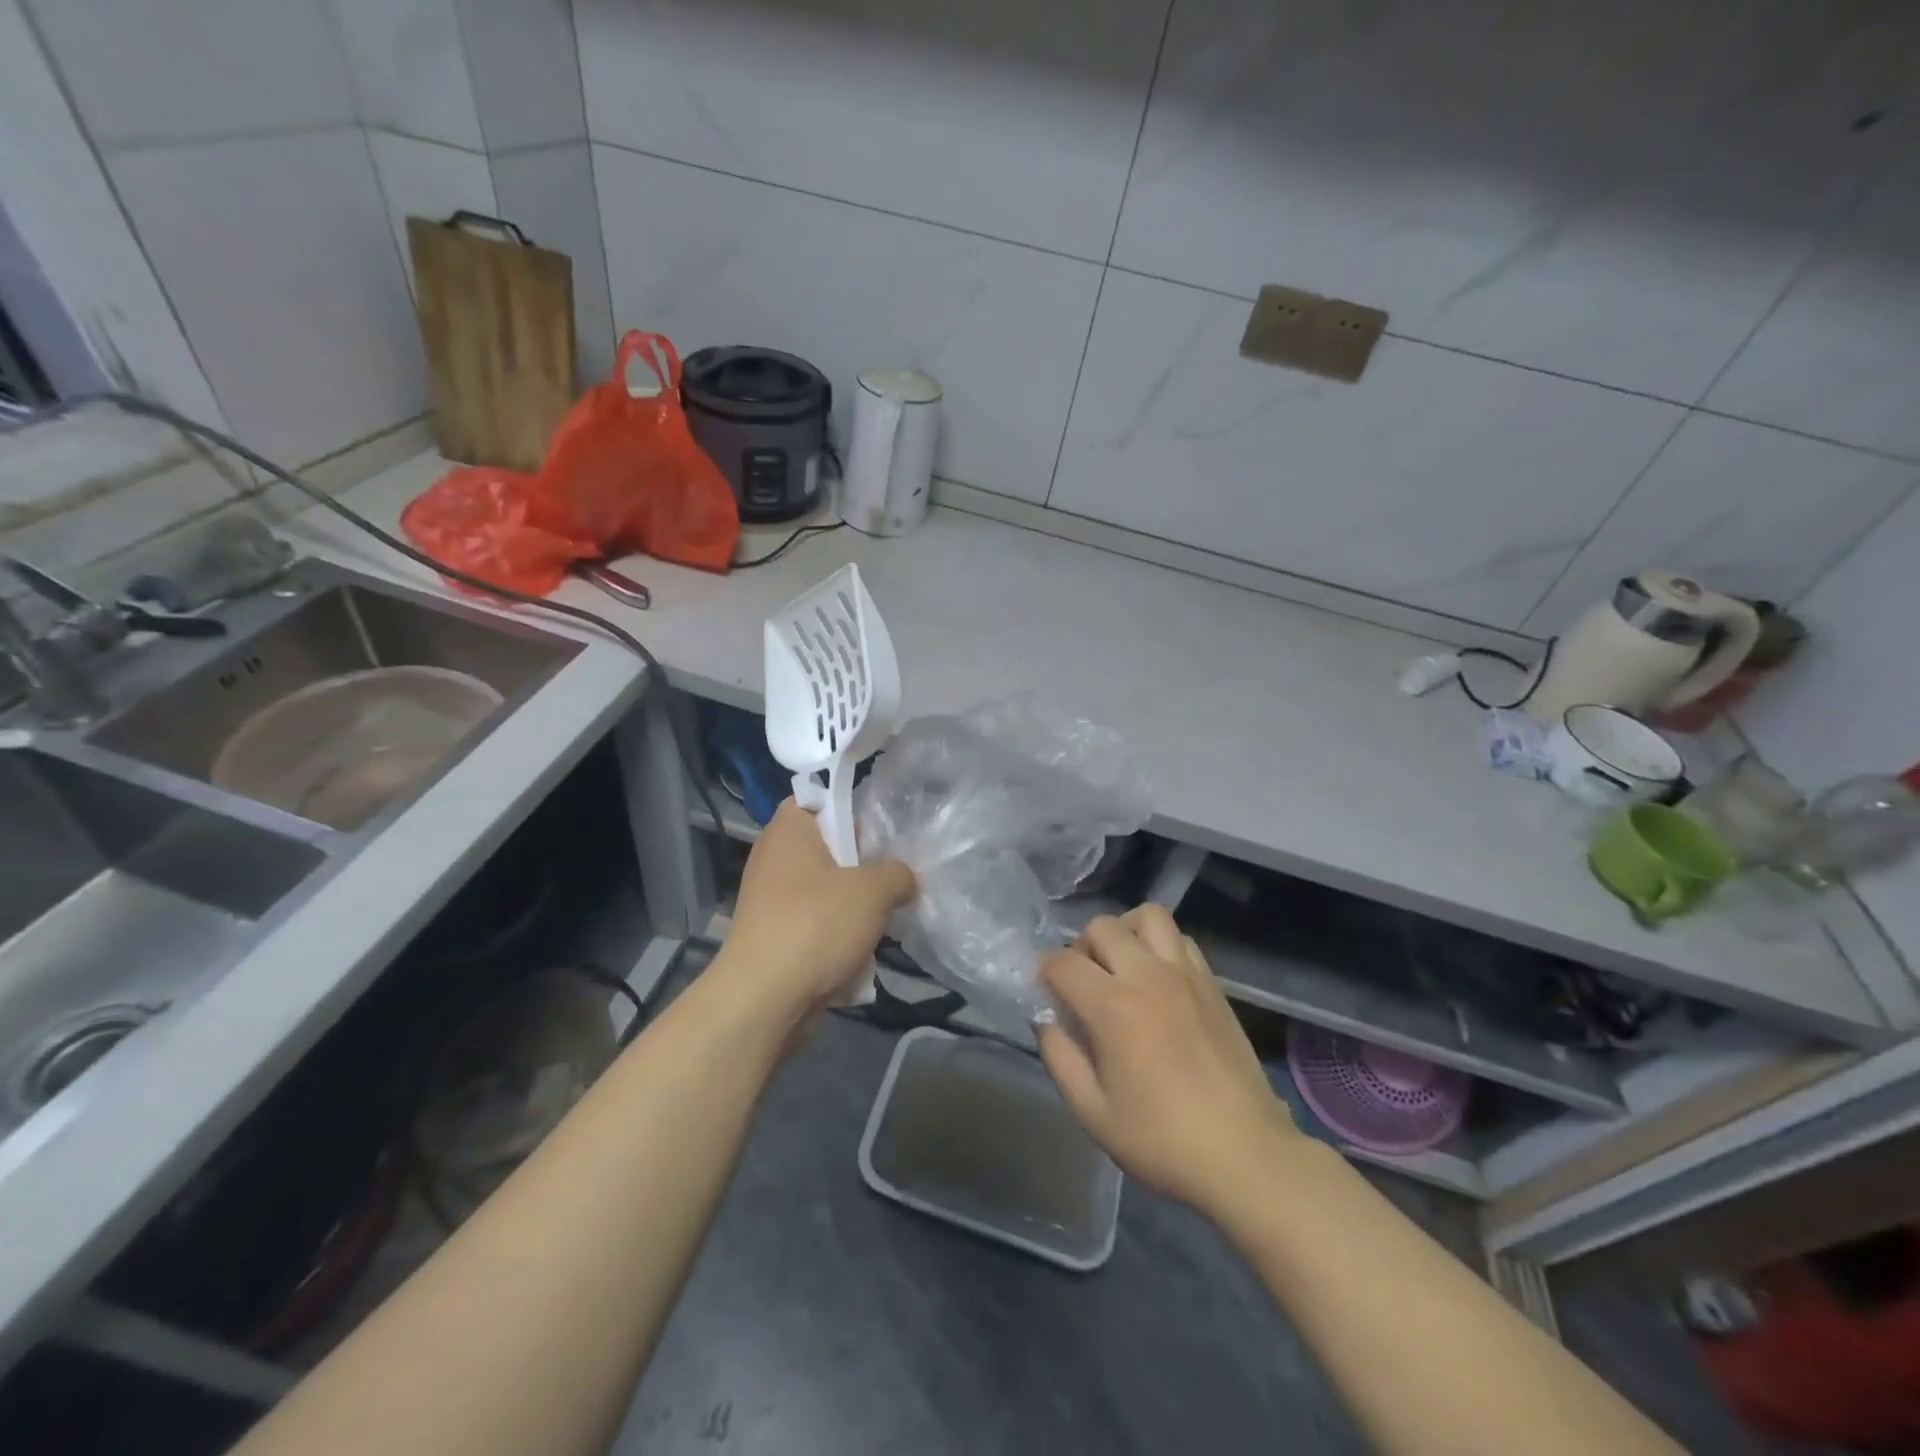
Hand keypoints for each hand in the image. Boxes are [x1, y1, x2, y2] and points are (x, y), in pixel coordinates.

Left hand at [713, 799, 915, 1027]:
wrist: (764, 1000)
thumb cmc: (816, 925)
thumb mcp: (873, 891)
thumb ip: (898, 874)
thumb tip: (905, 878)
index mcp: (789, 831)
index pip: (818, 800)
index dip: (850, 810)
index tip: (881, 833)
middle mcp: (775, 859)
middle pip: (829, 849)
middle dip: (864, 867)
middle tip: (893, 879)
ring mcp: (772, 901)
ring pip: (827, 892)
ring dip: (856, 908)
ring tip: (884, 920)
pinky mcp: (776, 938)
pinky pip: (817, 926)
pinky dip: (838, 938)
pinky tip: (861, 955)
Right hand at [1037, 906, 1297, 1215]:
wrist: (1244, 1155)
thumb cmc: (1162, 1140)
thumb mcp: (1092, 1112)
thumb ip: (1059, 1057)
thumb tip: (1048, 1019)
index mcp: (1113, 1007)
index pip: (1062, 962)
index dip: (1044, 974)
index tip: (1048, 997)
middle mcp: (1148, 975)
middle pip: (1101, 927)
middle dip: (1080, 949)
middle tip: (1084, 985)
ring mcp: (1185, 973)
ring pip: (1146, 916)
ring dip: (1125, 933)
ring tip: (1122, 968)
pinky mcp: (1212, 982)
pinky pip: (1180, 938)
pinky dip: (1160, 945)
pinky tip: (1158, 980)